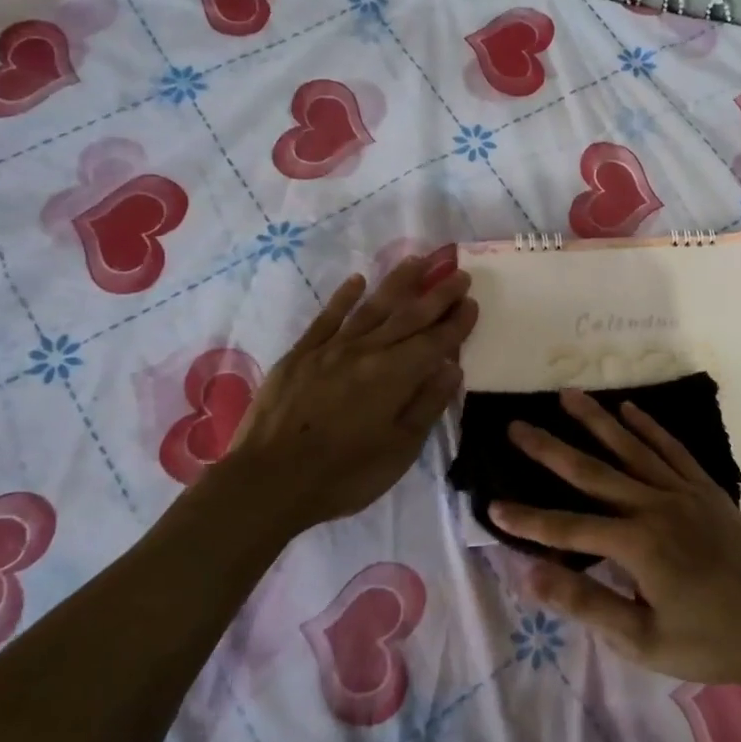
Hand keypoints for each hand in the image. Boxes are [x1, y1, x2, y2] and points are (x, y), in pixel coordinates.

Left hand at [223, 253, 477, 533]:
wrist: (268, 481)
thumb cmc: (344, 474)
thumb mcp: (399, 450)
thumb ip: (427, 405)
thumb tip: (451, 367)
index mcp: (395, 375)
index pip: (434, 342)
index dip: (456, 323)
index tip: (473, 302)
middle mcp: (367, 351)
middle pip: (408, 317)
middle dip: (437, 295)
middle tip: (458, 273)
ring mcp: (331, 349)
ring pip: (372, 307)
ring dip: (398, 283)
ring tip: (418, 260)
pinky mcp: (300, 354)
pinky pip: (327, 317)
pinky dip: (344, 297)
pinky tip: (357, 280)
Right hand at [488, 390, 740, 688]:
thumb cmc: (711, 642)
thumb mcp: (644, 640)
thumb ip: (587, 604)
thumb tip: (531, 576)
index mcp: (637, 545)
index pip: (568, 529)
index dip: (528, 521)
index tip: (491, 506)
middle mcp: (655, 506)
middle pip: (592, 472)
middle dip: (550, 449)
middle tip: (517, 425)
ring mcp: (683, 491)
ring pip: (630, 448)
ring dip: (595, 421)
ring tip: (567, 395)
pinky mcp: (706, 488)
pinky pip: (671, 449)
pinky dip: (648, 427)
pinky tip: (628, 410)